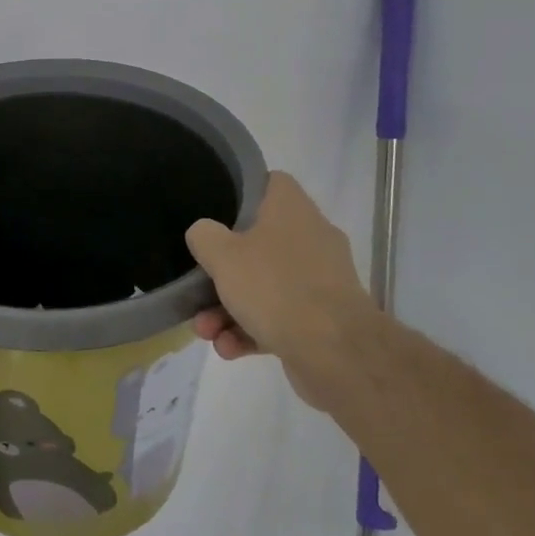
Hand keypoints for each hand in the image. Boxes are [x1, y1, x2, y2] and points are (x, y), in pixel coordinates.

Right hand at [186, 170, 378, 415]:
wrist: (336, 352)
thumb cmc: (275, 288)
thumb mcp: (222, 255)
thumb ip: (204, 236)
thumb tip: (204, 232)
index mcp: (291, 210)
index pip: (269, 183)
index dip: (241, 192)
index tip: (214, 211)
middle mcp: (311, 238)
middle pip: (257, 242)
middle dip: (222, 272)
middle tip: (197, 287)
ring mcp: (320, 280)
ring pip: (265, 285)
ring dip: (229, 309)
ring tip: (206, 332)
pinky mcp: (323, 318)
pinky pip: (279, 316)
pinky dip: (252, 331)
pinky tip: (229, 349)